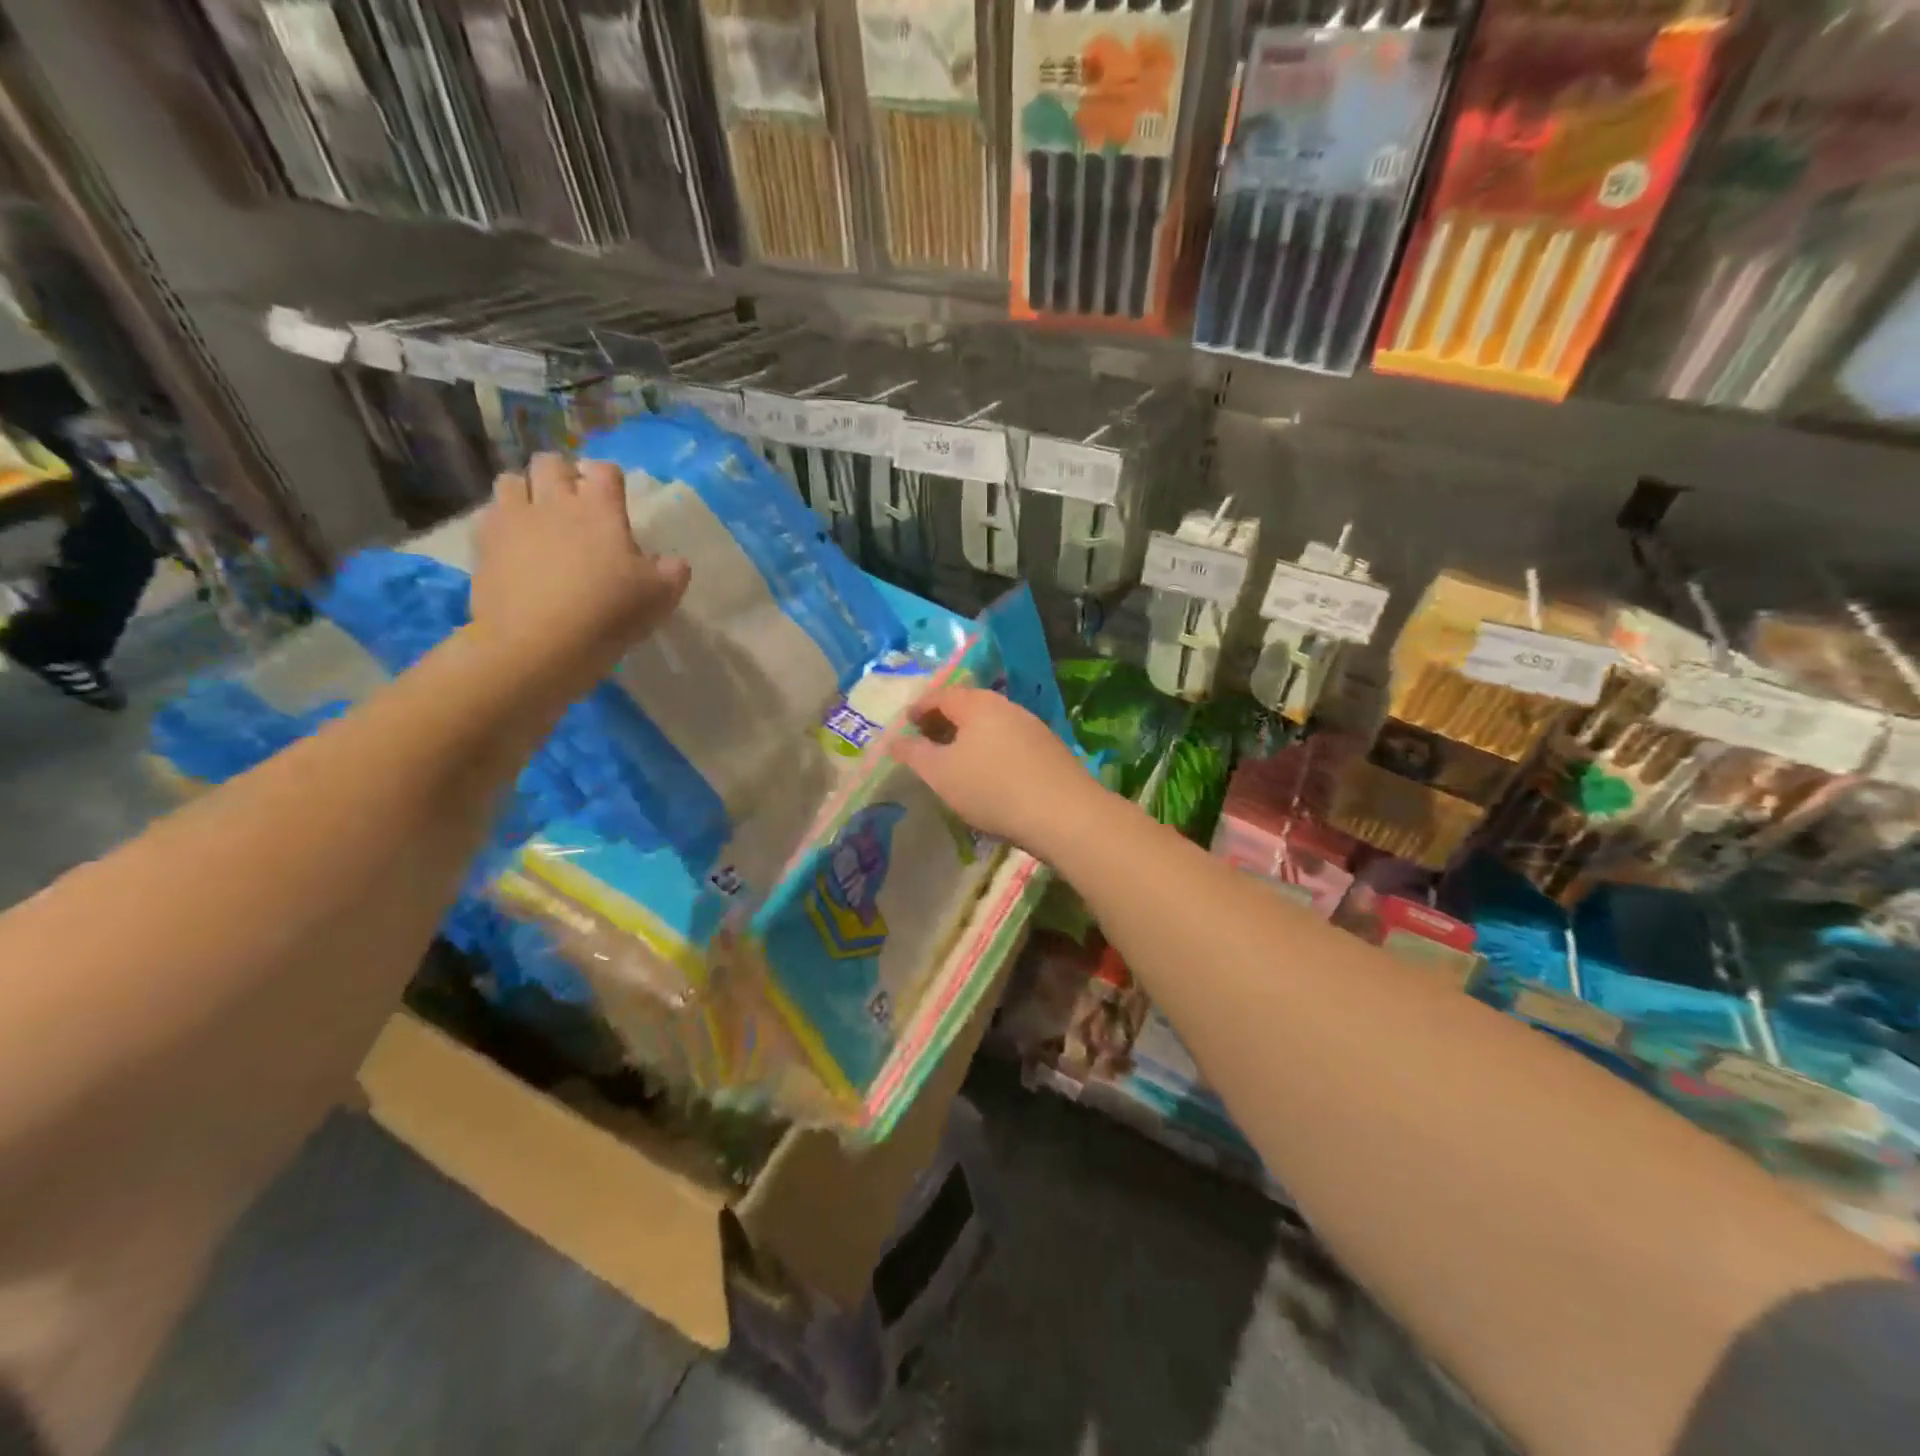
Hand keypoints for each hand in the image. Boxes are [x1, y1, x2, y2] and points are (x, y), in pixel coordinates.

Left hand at [469, 454, 688, 696]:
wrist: (539, 644)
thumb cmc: (608, 613)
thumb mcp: (660, 597)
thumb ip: (672, 572)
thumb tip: (673, 562)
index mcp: (600, 508)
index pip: (605, 470)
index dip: (610, 479)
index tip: (615, 499)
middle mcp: (554, 502)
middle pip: (551, 463)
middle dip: (562, 475)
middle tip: (574, 503)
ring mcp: (513, 520)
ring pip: (511, 480)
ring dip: (526, 491)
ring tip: (537, 517)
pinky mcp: (484, 544)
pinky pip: (488, 515)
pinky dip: (501, 522)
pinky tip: (513, 545)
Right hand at [890, 686, 1102, 855]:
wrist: (1064, 814)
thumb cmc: (992, 788)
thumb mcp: (941, 774)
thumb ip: (914, 754)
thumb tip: (894, 739)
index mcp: (977, 704)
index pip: (941, 695)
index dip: (920, 708)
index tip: (906, 724)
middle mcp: (1007, 707)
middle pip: (968, 706)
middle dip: (944, 721)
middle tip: (927, 741)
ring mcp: (1033, 727)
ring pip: (991, 725)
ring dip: (970, 737)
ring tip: (955, 761)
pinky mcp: (1050, 751)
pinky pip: (1010, 742)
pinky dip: (991, 750)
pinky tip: (989, 775)